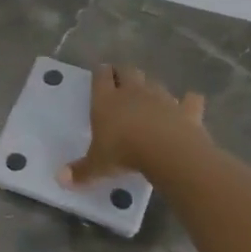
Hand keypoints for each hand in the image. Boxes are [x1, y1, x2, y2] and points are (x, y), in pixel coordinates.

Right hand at [60, 64, 207, 186]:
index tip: (100, 72)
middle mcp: (134, 92)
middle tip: (121, 79)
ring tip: (149, 96)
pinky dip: (189, 101)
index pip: (101, 77)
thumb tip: (60, 179)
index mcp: (107, 100)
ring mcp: (162, 97)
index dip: (100, 73)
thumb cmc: (123, 152)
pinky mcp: (186, 109)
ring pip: (155, 83)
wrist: (166, 151)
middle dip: (124, 73)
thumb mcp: (97, 165)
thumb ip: (81, 171)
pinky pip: (190, 100)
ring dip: (151, 87)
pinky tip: (190, 103)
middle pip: (128, 71)